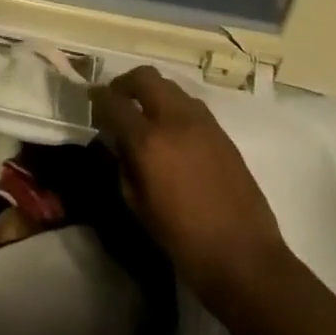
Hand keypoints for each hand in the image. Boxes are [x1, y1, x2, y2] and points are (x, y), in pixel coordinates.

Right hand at [90, 66, 287, 313]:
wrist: (244, 256)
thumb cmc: (182, 238)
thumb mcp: (137, 205)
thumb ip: (122, 165)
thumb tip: (117, 142)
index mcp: (148, 141)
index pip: (114, 102)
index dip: (98, 98)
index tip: (91, 100)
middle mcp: (175, 121)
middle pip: (145, 77)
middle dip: (125, 83)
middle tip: (117, 99)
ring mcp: (203, 123)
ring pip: (170, 86)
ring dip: (152, 92)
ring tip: (144, 115)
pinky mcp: (222, 133)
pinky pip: (190, 105)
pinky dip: (174, 107)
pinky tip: (171, 131)